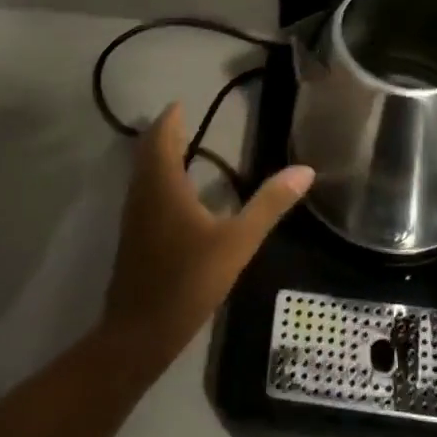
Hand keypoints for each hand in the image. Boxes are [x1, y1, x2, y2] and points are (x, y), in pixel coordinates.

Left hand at [101, 105, 312, 374]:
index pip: (162, 135)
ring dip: (157, 154)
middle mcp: (143, 191)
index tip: (182, 102)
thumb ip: (269, 205)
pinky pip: (142, 190)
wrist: (139, 334)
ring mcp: (133, 215)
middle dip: (163, 132)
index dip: (170, 117)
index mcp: (163, 183)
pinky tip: (176, 193)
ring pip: (142, 171)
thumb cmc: (188, 281)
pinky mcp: (133, 236)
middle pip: (147, 150)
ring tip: (181, 147)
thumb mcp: (236, 242)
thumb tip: (304, 170)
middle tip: (183, 119)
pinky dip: (156, 177)